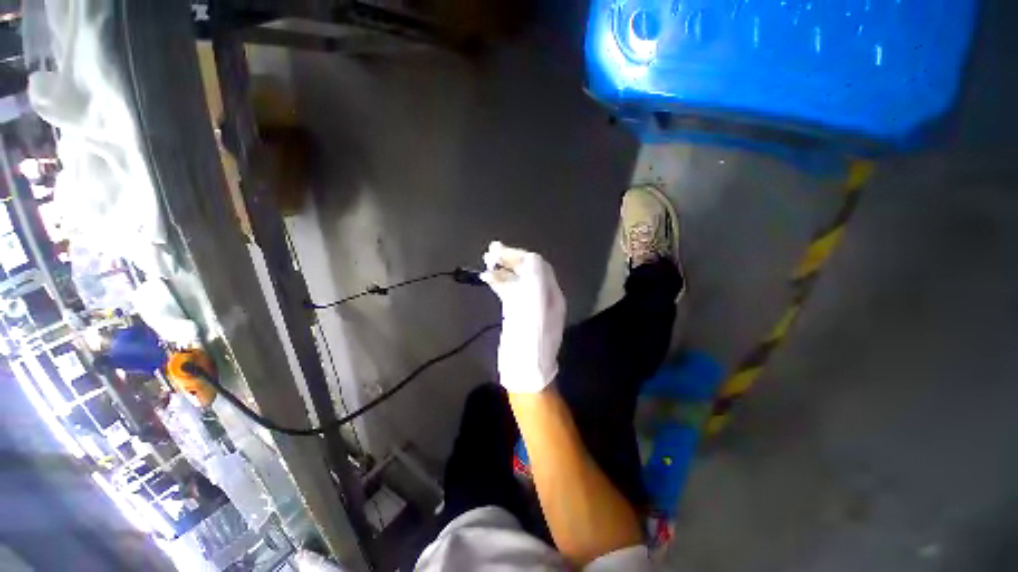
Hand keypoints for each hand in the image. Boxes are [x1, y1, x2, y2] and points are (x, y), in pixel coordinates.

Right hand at [480, 241, 565, 392]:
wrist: (525, 371)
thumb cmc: (532, 340)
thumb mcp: (537, 308)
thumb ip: (536, 281)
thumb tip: (529, 258)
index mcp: (551, 294)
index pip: (538, 266)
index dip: (520, 256)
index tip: (501, 251)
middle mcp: (542, 296)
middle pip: (527, 271)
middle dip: (510, 259)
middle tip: (491, 252)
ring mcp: (529, 305)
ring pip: (517, 280)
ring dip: (503, 269)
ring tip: (487, 260)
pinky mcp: (516, 313)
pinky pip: (509, 292)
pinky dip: (499, 283)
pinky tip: (487, 278)